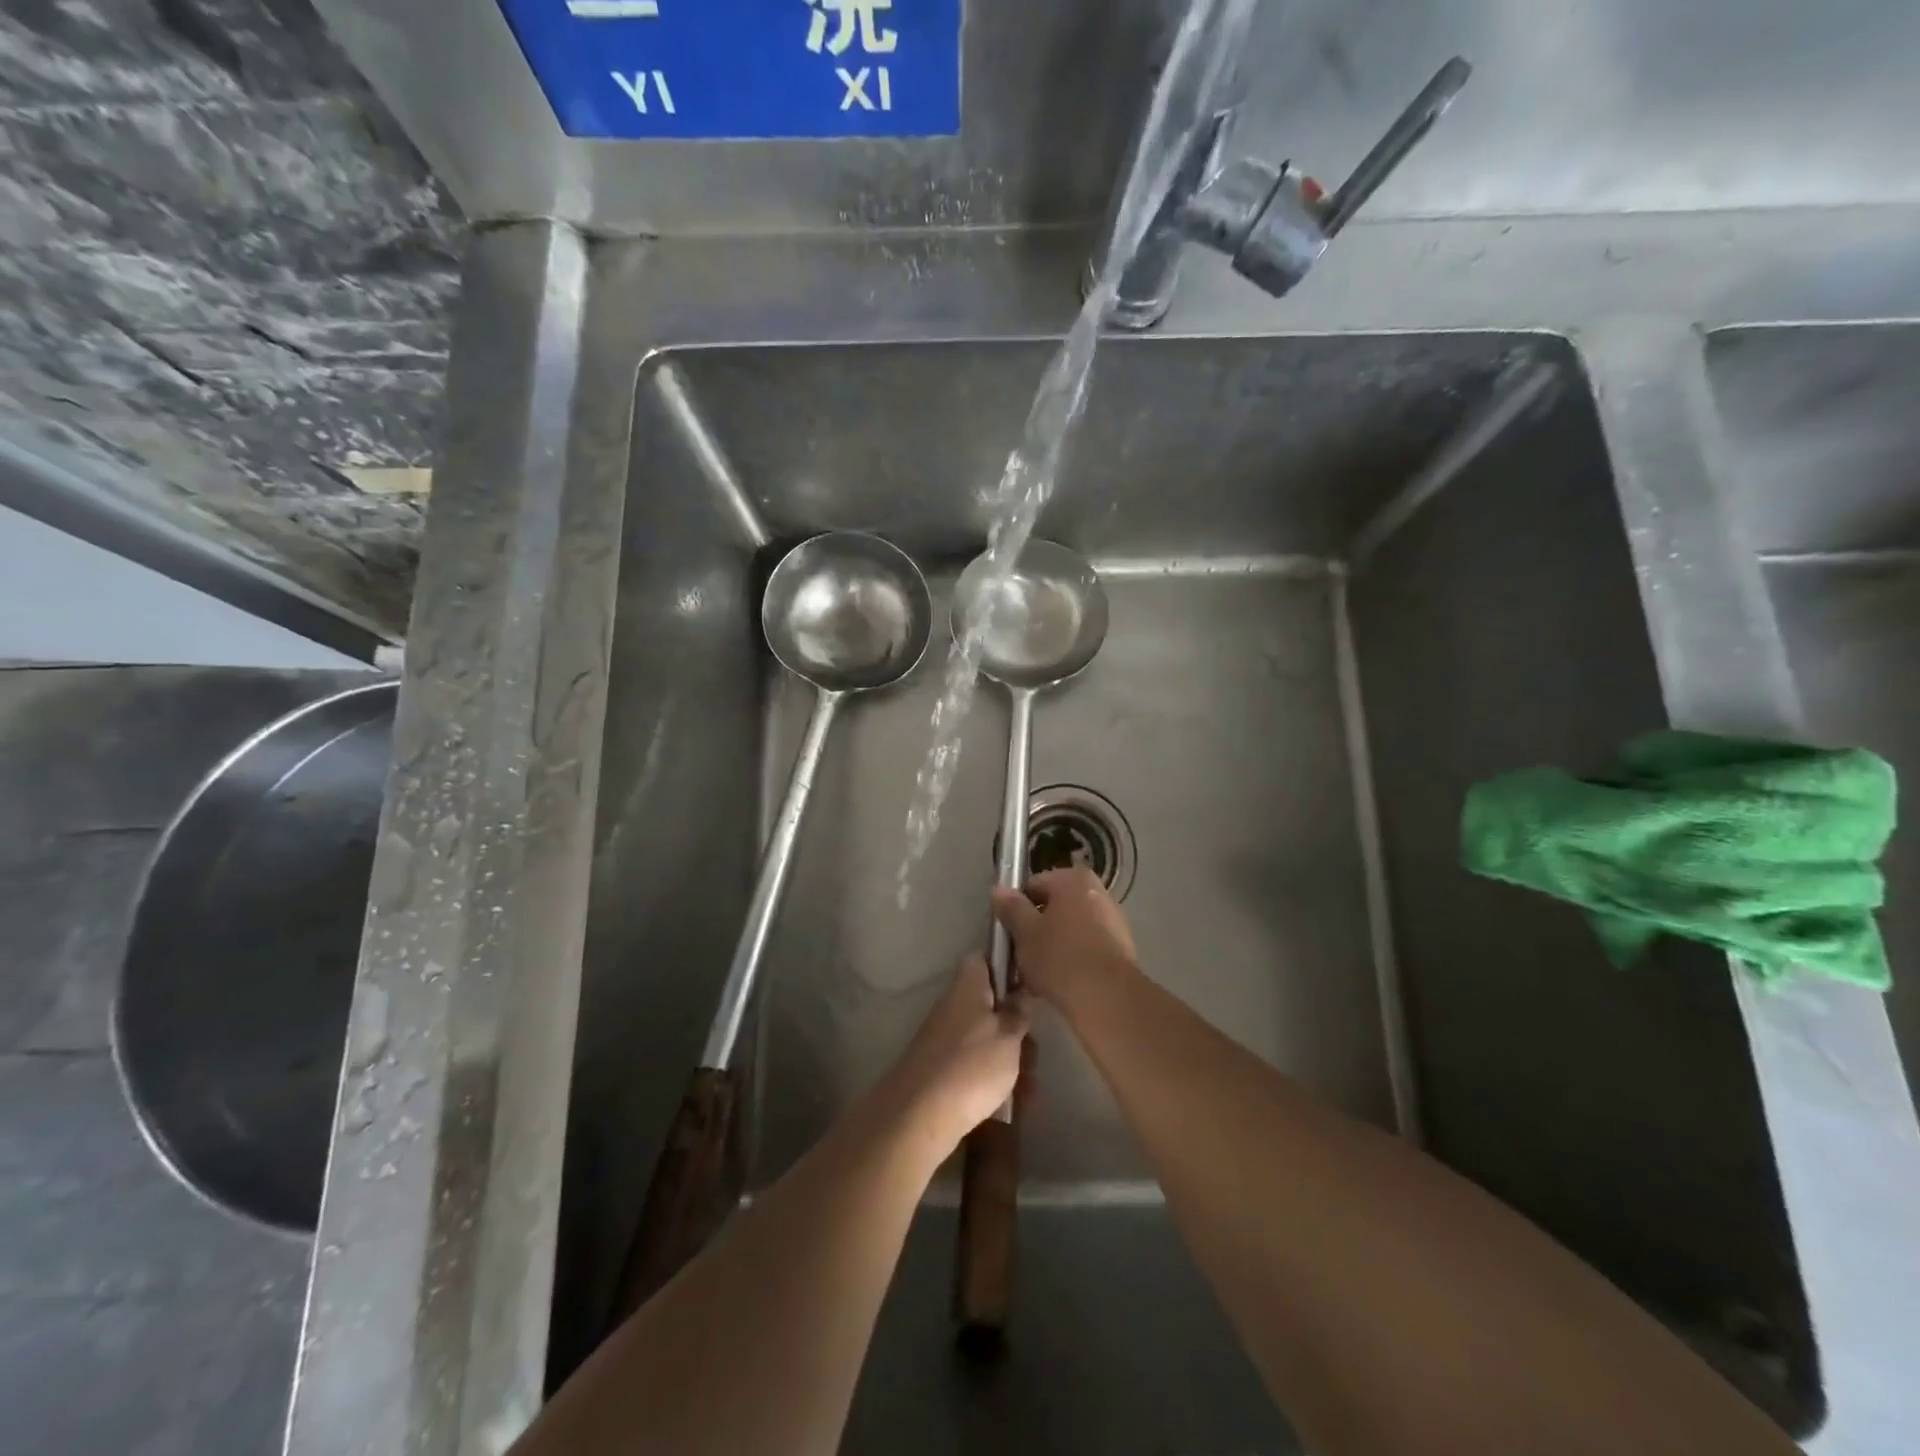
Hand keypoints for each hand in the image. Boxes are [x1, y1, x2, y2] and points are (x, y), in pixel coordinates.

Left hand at [881, 957, 1026, 1156]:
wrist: (920, 1114)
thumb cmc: (973, 1065)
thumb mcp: (1009, 1036)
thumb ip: (1018, 1013)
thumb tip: (1018, 993)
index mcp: (968, 986)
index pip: (985, 960)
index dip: (1007, 969)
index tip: (1028, 989)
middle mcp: (954, 1005)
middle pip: (990, 1006)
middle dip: (1016, 1030)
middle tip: (1034, 1053)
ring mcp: (945, 1038)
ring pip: (987, 1039)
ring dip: (1012, 1060)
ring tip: (1031, 1092)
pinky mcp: (941, 1068)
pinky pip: (975, 1065)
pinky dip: (995, 1080)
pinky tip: (1015, 1104)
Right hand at [991, 868, 1138, 1007]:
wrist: (1106, 997)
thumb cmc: (1060, 956)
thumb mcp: (1025, 932)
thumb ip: (1011, 908)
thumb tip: (999, 889)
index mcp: (1073, 879)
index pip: (1033, 886)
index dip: (1016, 909)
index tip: (1008, 933)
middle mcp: (1097, 892)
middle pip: (1054, 908)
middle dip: (1036, 929)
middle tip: (1020, 956)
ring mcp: (1113, 920)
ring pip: (1069, 929)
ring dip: (1053, 946)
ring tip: (1037, 975)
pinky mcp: (1121, 948)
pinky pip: (1086, 947)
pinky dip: (1072, 959)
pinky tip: (1059, 983)